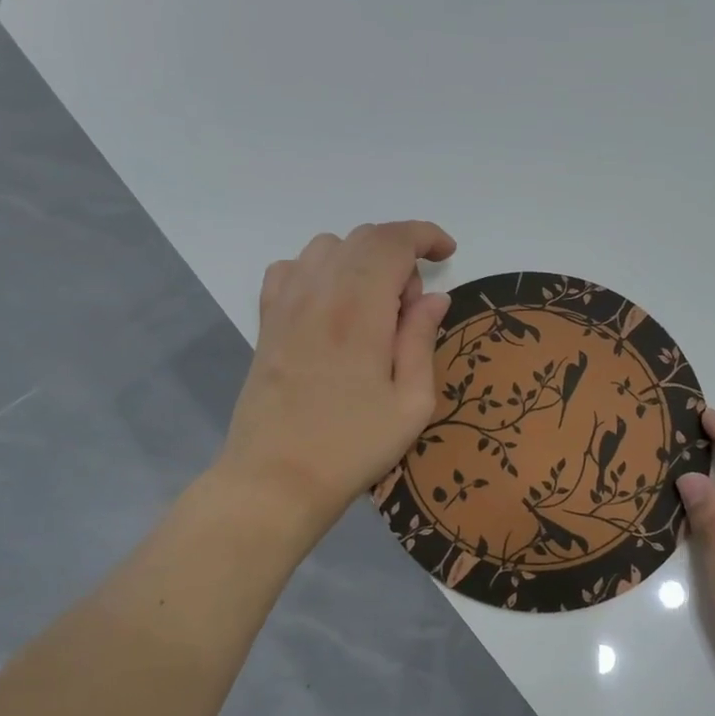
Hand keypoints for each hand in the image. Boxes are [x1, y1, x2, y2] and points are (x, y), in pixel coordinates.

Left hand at [219, 222, 455, 541]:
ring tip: (373, 309)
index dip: (426, 236)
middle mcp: (319, 292)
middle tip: (411, 308)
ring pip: (327, 247)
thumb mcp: (411, 402)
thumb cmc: (353, 446)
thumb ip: (421, 339)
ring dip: (361, 262)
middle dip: (400, 254)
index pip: (393, 241)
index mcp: (360, 309)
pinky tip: (331, 307)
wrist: (276, 478)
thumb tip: (433, 297)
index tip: (447, 255)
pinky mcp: (266, 321)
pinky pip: (292, 268)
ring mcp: (285, 304)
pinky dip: (320, 271)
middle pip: (363, 238)